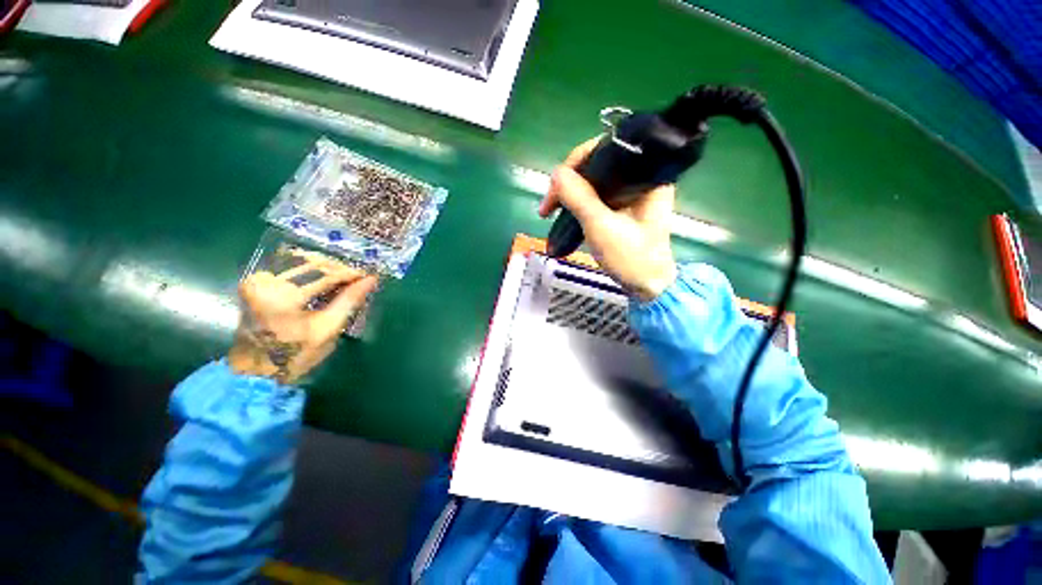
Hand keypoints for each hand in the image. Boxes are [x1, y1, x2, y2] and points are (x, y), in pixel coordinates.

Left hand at [228, 251, 378, 384]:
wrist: (254, 371)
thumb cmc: (295, 355)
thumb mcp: (328, 329)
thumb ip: (349, 301)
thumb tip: (370, 280)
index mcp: (281, 296)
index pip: (325, 275)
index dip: (350, 274)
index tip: (368, 275)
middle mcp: (265, 282)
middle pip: (312, 265)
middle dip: (339, 270)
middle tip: (358, 277)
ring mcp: (256, 280)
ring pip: (301, 264)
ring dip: (325, 269)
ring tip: (344, 278)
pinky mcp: (253, 283)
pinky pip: (288, 269)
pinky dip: (308, 272)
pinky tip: (323, 279)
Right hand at [539, 138, 677, 300]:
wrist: (649, 287)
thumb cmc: (631, 258)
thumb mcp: (602, 227)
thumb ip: (579, 198)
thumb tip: (556, 173)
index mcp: (645, 175)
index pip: (606, 149)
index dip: (575, 163)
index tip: (555, 187)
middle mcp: (639, 178)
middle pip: (596, 165)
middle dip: (568, 181)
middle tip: (548, 206)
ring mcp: (630, 193)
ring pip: (593, 182)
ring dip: (569, 194)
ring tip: (550, 211)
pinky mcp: (623, 207)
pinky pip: (595, 196)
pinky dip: (577, 204)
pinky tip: (564, 214)